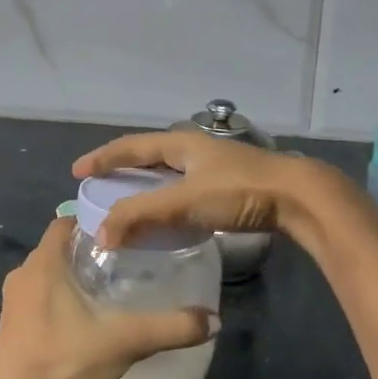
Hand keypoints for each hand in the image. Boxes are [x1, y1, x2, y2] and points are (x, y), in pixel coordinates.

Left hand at [0, 216, 218, 378]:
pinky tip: (81, 316)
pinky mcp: (10, 323)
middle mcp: (23, 272)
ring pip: (47, 272)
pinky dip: (58, 295)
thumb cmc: (64, 359)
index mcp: (44, 262)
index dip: (92, 220)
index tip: (123, 228)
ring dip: (72, 273)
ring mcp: (12, 299)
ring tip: (108, 285)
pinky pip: (37, 294)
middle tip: (125, 258)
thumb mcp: (124, 341)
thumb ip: (169, 328)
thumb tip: (213, 320)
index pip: (66, 221)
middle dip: (88, 248)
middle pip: (58, 246)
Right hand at [73, 129, 359, 251]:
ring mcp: (213, 166)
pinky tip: (166, 216)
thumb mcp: (185, 202)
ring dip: (144, 186)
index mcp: (180, 143)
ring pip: (168, 173)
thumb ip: (142, 215)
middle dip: (122, 169)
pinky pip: (183, 189)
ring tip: (126, 202)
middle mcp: (194, 149)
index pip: (131, 146)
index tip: (78, 171)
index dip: (103, 158)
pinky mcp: (228, 184)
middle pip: (148, 156)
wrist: (299, 197)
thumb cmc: (239, 191)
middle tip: (99, 186)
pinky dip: (165, 200)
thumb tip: (102, 235)